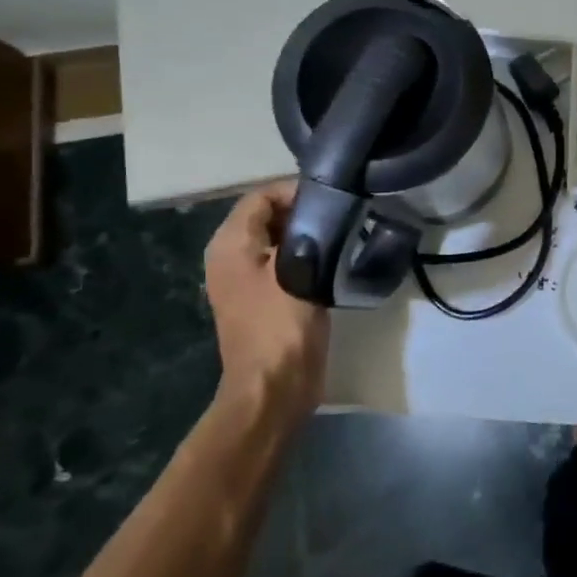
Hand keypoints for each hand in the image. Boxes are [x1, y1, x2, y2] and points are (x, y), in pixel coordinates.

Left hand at [204, 181, 329, 420]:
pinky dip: (309, 256)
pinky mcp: (268, 298)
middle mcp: (232, 256)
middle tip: (346, 215)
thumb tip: (324, 209)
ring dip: (310, 235)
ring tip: (346, 234)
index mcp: (230, 244)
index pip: (261, 196)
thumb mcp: (294, 269)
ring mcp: (248, 279)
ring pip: (281, 239)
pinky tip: (337, 261)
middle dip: (305, 211)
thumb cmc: (281, 325)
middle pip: (269, 216)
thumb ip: (305, 231)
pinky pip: (287, 262)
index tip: (335, 198)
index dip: (296, 191)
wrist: (275, 386)